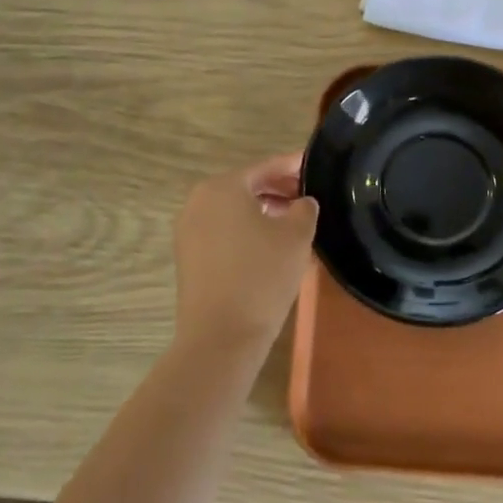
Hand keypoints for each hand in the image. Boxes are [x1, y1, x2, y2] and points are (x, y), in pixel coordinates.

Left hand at [173, 153, 318, 353]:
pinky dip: (246, 229)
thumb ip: (304, 209)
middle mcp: (199, 201)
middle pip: (246, 186)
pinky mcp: (187, 257)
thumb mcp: (296, 236)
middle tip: (308, 196)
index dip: (293, 166)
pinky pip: (222, 230)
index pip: (265, 167)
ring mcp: (188, 230)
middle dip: (278, 189)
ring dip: (263, 210)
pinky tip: (270, 244)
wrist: (220, 337)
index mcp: (223, 187)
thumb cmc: (262, 276)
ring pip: (233, 210)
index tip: (314, 166)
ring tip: (293, 221)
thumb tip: (302, 202)